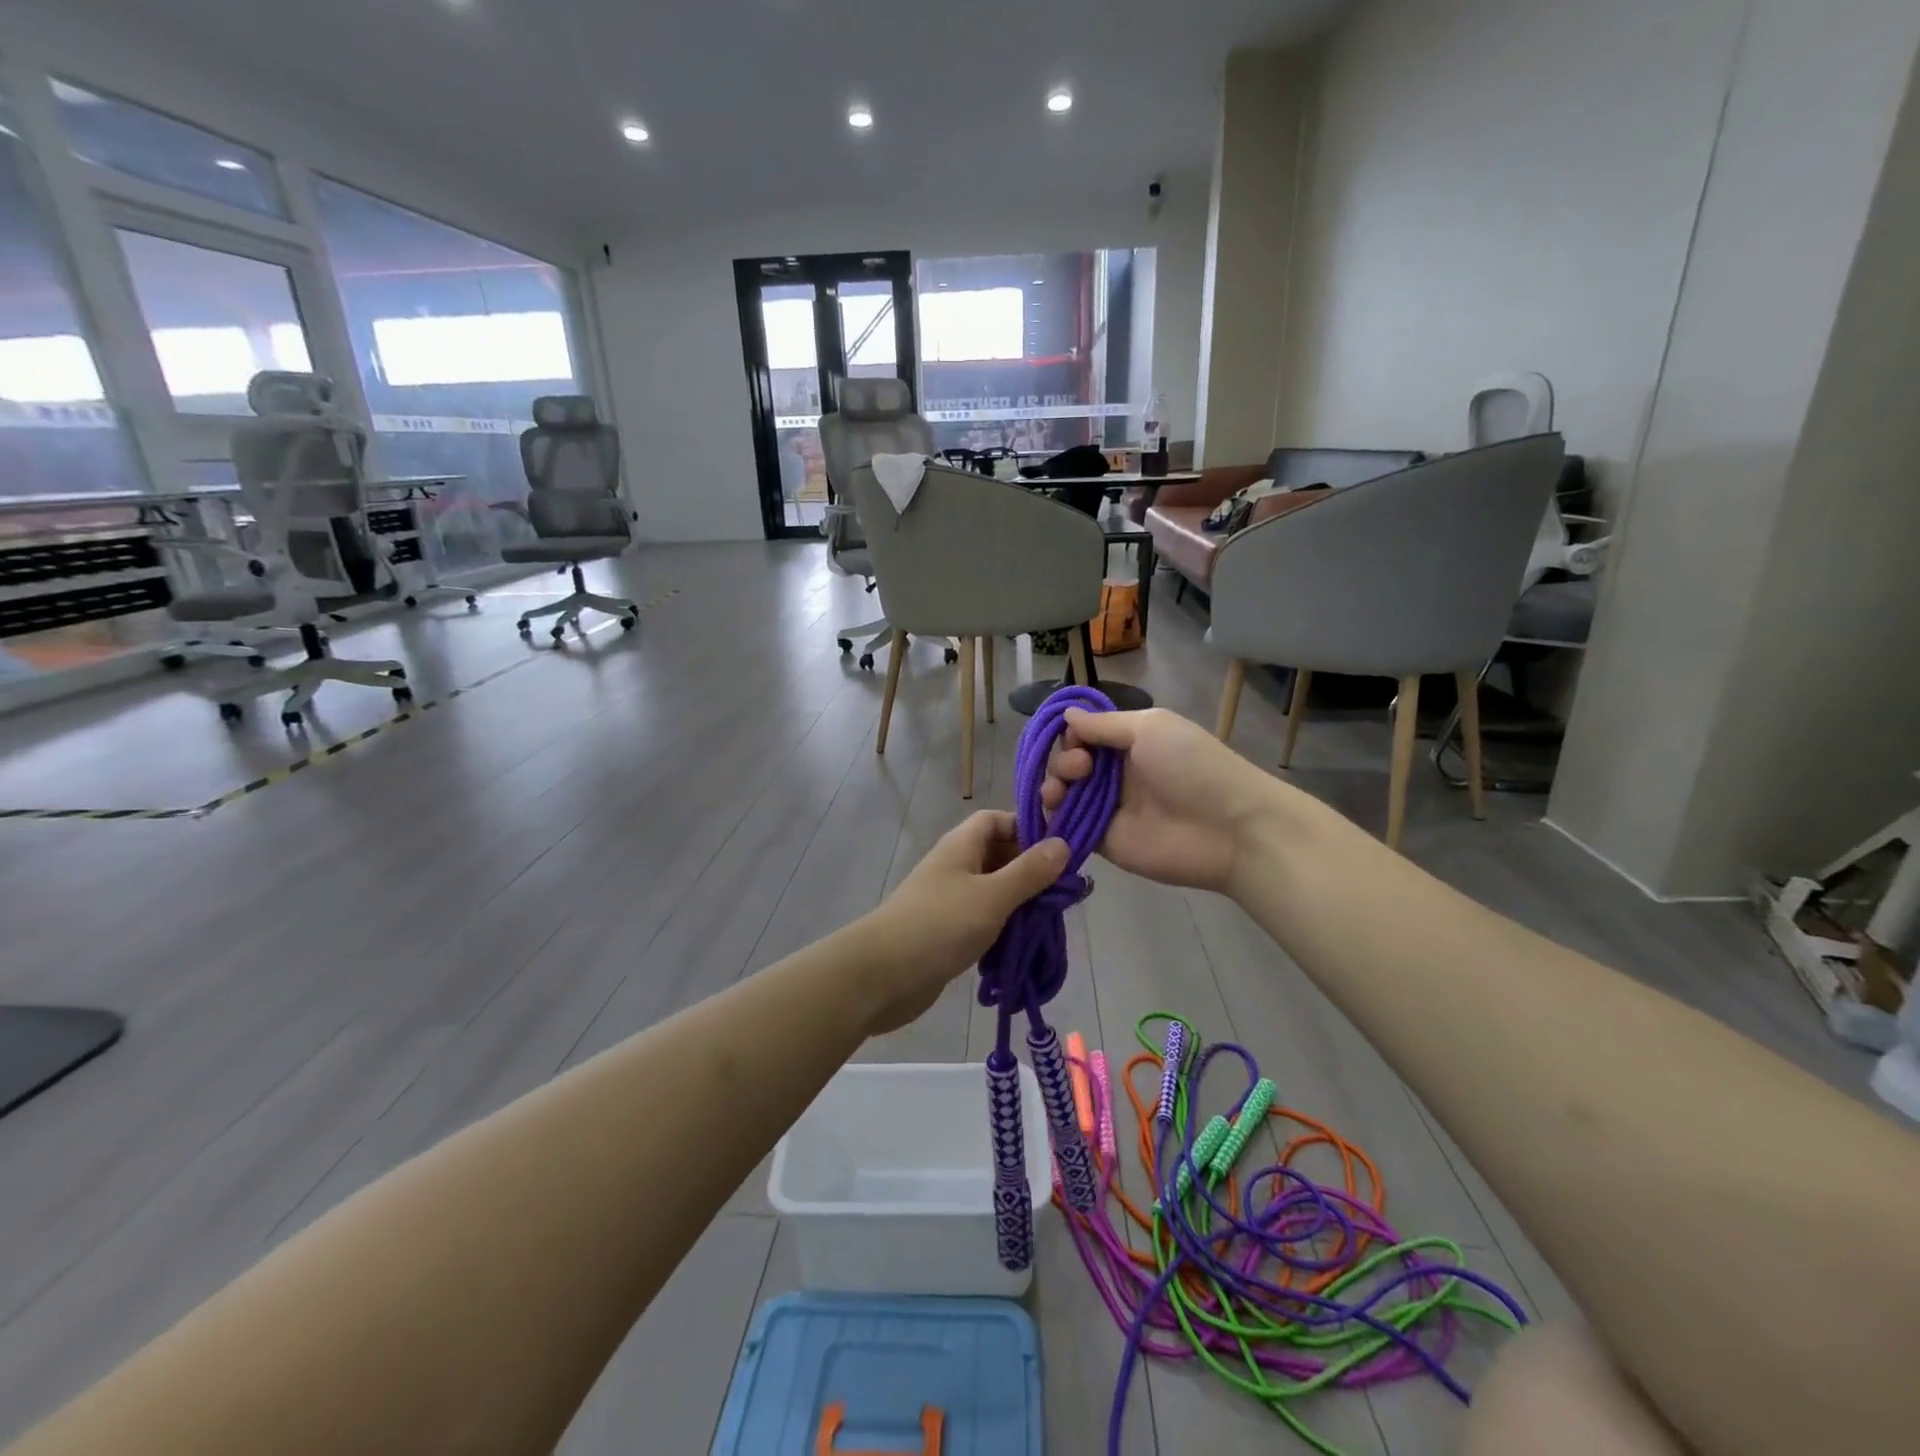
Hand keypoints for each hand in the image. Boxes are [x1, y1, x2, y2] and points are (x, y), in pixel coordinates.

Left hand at [857, 812, 1068, 1034]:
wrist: (881, 976)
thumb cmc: (939, 925)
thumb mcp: (992, 896)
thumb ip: (1029, 872)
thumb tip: (1063, 843)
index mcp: (962, 845)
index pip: (998, 820)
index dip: (1028, 827)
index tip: (1060, 850)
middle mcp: (956, 866)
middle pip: (999, 854)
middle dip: (1031, 870)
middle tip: (1064, 892)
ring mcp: (950, 899)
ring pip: (994, 889)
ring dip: (1020, 902)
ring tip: (1050, 920)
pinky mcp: (948, 930)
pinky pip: (984, 918)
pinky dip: (1004, 927)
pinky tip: (1024, 943)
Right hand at [1041, 707, 1280, 892]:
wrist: (1228, 828)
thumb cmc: (1192, 766)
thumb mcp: (1150, 728)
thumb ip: (1104, 725)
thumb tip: (1067, 715)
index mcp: (1128, 743)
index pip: (1083, 736)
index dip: (1070, 735)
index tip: (1074, 740)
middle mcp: (1114, 774)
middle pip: (1068, 763)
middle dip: (1062, 760)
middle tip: (1080, 768)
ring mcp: (1107, 808)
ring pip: (1062, 794)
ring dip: (1051, 786)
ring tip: (1059, 791)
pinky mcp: (1102, 840)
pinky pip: (1066, 827)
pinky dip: (1051, 818)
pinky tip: (1051, 810)